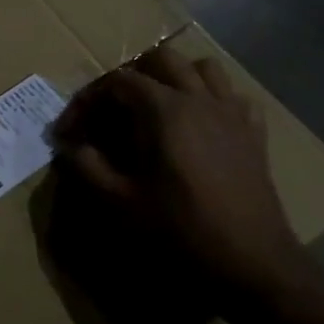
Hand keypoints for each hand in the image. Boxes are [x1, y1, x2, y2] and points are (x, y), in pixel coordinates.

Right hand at [54, 47, 307, 295]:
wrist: (251, 263)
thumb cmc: (180, 230)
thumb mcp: (120, 202)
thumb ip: (87, 167)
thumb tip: (69, 146)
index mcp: (164, 110)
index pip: (116, 82)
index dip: (87, 100)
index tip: (69, 131)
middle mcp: (199, 98)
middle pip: (160, 60)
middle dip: (129, 77)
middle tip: (110, 110)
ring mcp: (232, 113)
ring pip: (203, 68)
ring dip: (175, 77)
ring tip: (157, 106)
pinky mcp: (254, 133)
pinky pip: (233, 96)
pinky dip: (213, 99)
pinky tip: (201, 124)